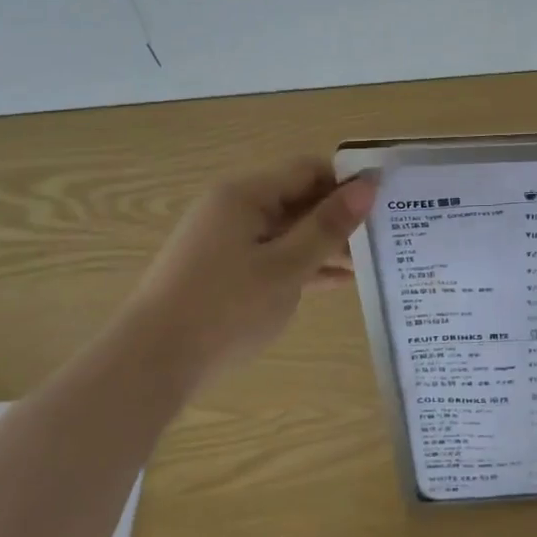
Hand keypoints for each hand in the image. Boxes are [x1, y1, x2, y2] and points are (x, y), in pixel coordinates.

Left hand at [123, 158, 376, 382]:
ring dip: (325, 244)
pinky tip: (339, 281)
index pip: (309, 170)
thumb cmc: (224, 309)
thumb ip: (328, 226)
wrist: (150, 365)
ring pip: (289, 230)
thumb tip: (367, 187)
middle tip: (384, 236)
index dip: (348, 182)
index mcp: (246, 195)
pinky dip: (303, 264)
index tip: (385, 203)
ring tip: (370, 262)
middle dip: (340, 216)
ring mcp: (226, 241)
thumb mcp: (286, 267)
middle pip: (299, 199)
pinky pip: (273, 255)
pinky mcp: (223, 270)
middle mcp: (234, 208)